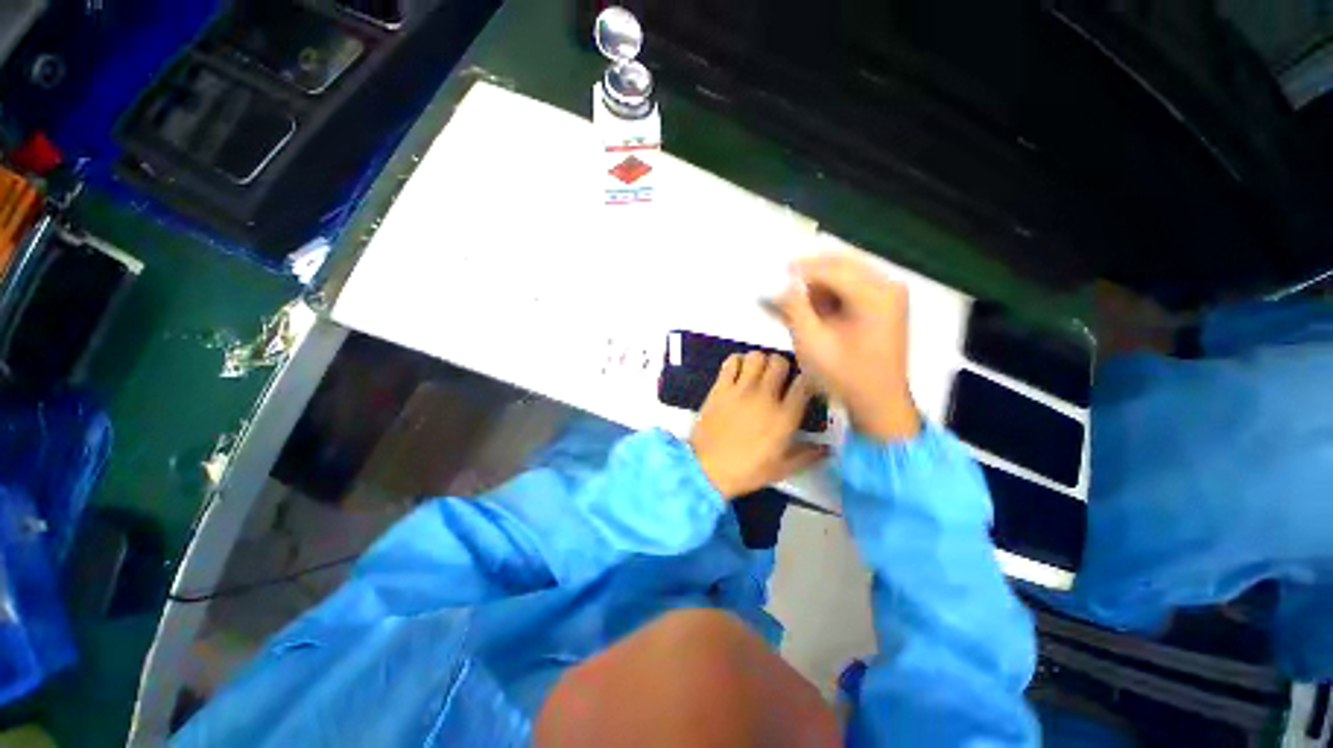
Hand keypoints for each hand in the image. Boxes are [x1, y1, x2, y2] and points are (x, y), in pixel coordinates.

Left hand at [689, 352, 828, 499]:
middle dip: (783, 367)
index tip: (803, 387)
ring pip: (756, 357)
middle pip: (780, 362)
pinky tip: (738, 373)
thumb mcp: (782, 469)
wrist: (708, 470)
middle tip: (779, 379)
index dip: (807, 380)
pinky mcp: (720, 388)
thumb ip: (808, 456)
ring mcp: (740, 389)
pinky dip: (737, 362)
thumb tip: (827, 449)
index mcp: (784, 416)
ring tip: (758, 374)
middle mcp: (765, 396)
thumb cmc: (747, 470)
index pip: (805, 383)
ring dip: (760, 362)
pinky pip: (731, 362)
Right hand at [774, 254, 920, 441]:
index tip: (770, 278)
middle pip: (838, 264)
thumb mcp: (811, 342)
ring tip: (788, 301)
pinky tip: (806, 307)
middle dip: (805, 275)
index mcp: (875, 294)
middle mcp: (887, 286)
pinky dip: (825, 295)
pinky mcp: (883, 304)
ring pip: (842, 274)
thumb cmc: (845, 377)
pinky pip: (849, 287)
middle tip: (779, 287)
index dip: (795, 272)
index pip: (828, 269)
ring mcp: (888, 294)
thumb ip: (793, 308)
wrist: (878, 402)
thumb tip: (778, 286)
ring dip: (813, 285)